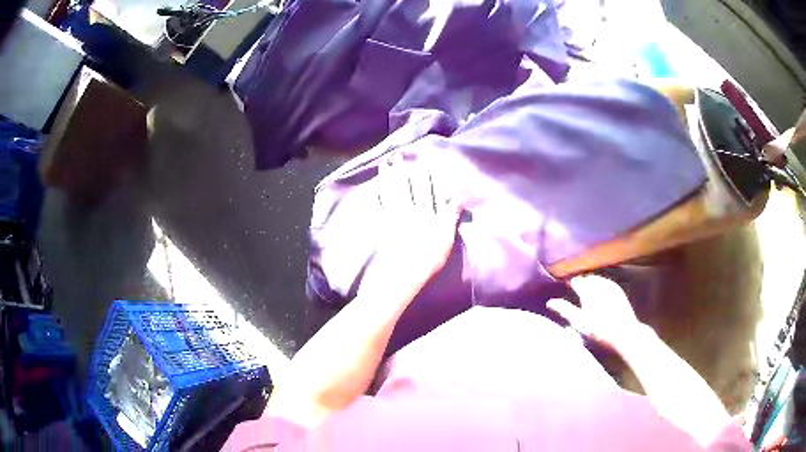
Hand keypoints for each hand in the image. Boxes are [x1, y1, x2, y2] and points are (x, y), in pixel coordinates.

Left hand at [364, 154, 462, 295]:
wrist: (404, 275)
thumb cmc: (429, 258)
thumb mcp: (446, 237)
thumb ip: (450, 215)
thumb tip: (458, 197)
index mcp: (425, 213)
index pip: (425, 190)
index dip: (422, 176)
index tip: (420, 161)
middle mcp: (408, 212)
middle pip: (404, 188)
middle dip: (400, 171)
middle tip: (395, 156)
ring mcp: (393, 220)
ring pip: (390, 194)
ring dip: (386, 179)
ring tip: (383, 165)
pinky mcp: (383, 229)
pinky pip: (378, 210)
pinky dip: (376, 198)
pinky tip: (373, 190)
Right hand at [547, 275, 644, 350]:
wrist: (624, 332)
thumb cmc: (599, 330)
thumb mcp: (579, 322)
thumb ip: (565, 310)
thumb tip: (550, 302)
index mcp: (587, 290)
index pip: (575, 280)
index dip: (570, 283)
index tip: (566, 287)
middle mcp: (599, 284)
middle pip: (586, 278)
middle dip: (581, 282)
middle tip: (576, 290)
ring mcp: (610, 286)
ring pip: (597, 279)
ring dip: (591, 282)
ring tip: (587, 291)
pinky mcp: (618, 290)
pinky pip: (606, 283)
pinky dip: (600, 285)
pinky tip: (599, 294)